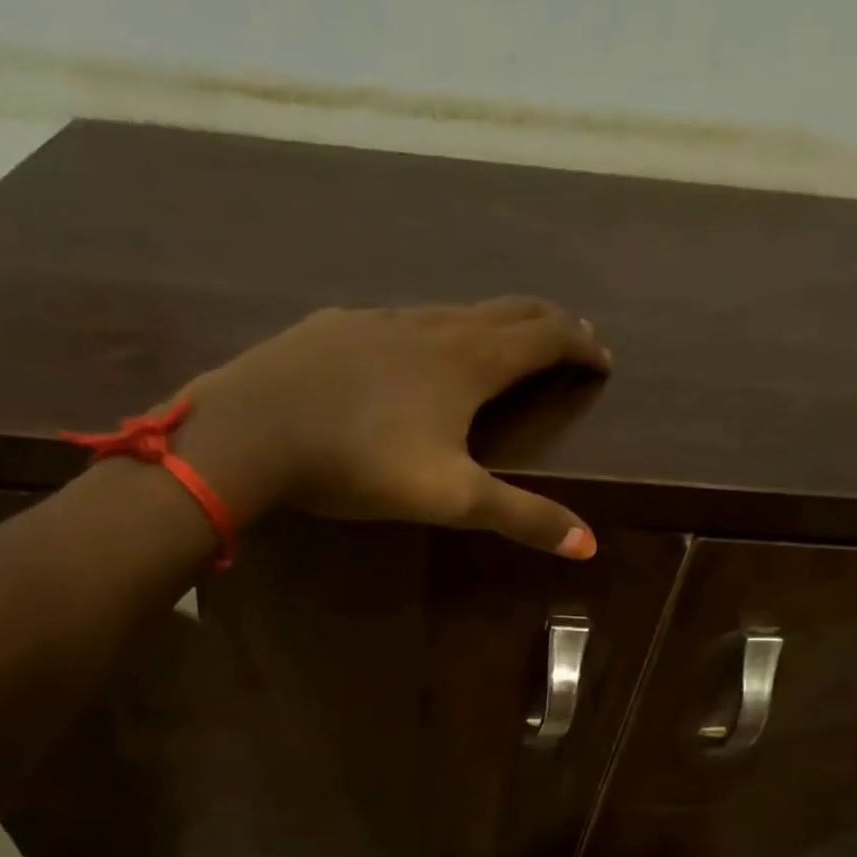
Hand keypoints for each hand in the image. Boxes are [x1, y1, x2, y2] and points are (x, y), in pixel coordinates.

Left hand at [179, 299, 609, 556]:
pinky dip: (427, 332)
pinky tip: (407, 353)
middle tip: (569, 336)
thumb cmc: (361, 463)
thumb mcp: (450, 498)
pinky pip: (397, 321)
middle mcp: (431, 327)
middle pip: (505, 312)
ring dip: (487, 324)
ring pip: (450, 312)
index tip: (602, 358)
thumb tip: (589, 544)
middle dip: (545, 323)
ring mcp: (379, 320)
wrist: (253, 431)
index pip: (544, 338)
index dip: (580, 345)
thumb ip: (521, 517)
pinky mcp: (335, 327)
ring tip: (498, 344)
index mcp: (469, 362)